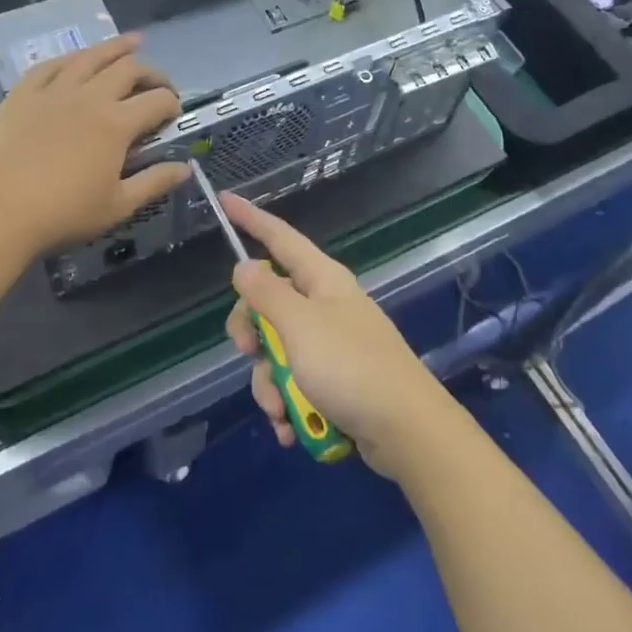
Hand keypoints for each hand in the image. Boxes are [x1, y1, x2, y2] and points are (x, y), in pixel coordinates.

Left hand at [0, 34, 189, 255]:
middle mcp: (89, 97)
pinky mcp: (22, 95)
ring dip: (116, 47)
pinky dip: (70, 58)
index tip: (174, 113)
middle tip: (159, 83)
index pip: (157, 101)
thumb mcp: (118, 206)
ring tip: (132, 42)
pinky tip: (77, 58)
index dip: (172, 103)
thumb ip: (154, 182)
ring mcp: (53, 91)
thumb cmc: (63, 214)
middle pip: (129, 69)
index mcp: (116, 124)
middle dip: (152, 72)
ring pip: (90, 57)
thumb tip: (185, 168)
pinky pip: (50, 65)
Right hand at [222, 193, 453, 478]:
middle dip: (252, 335)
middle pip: (268, 304)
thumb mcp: (299, 325)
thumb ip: (266, 294)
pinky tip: (292, 429)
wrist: (406, 430)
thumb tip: (244, 265)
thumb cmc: (350, 366)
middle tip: (249, 353)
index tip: (225, 201)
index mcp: (321, 280)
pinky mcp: (334, 380)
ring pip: (276, 351)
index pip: (279, 238)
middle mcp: (325, 305)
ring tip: (282, 410)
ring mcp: (330, 344)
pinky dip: (288, 406)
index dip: (251, 219)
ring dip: (270, 384)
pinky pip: (294, 384)